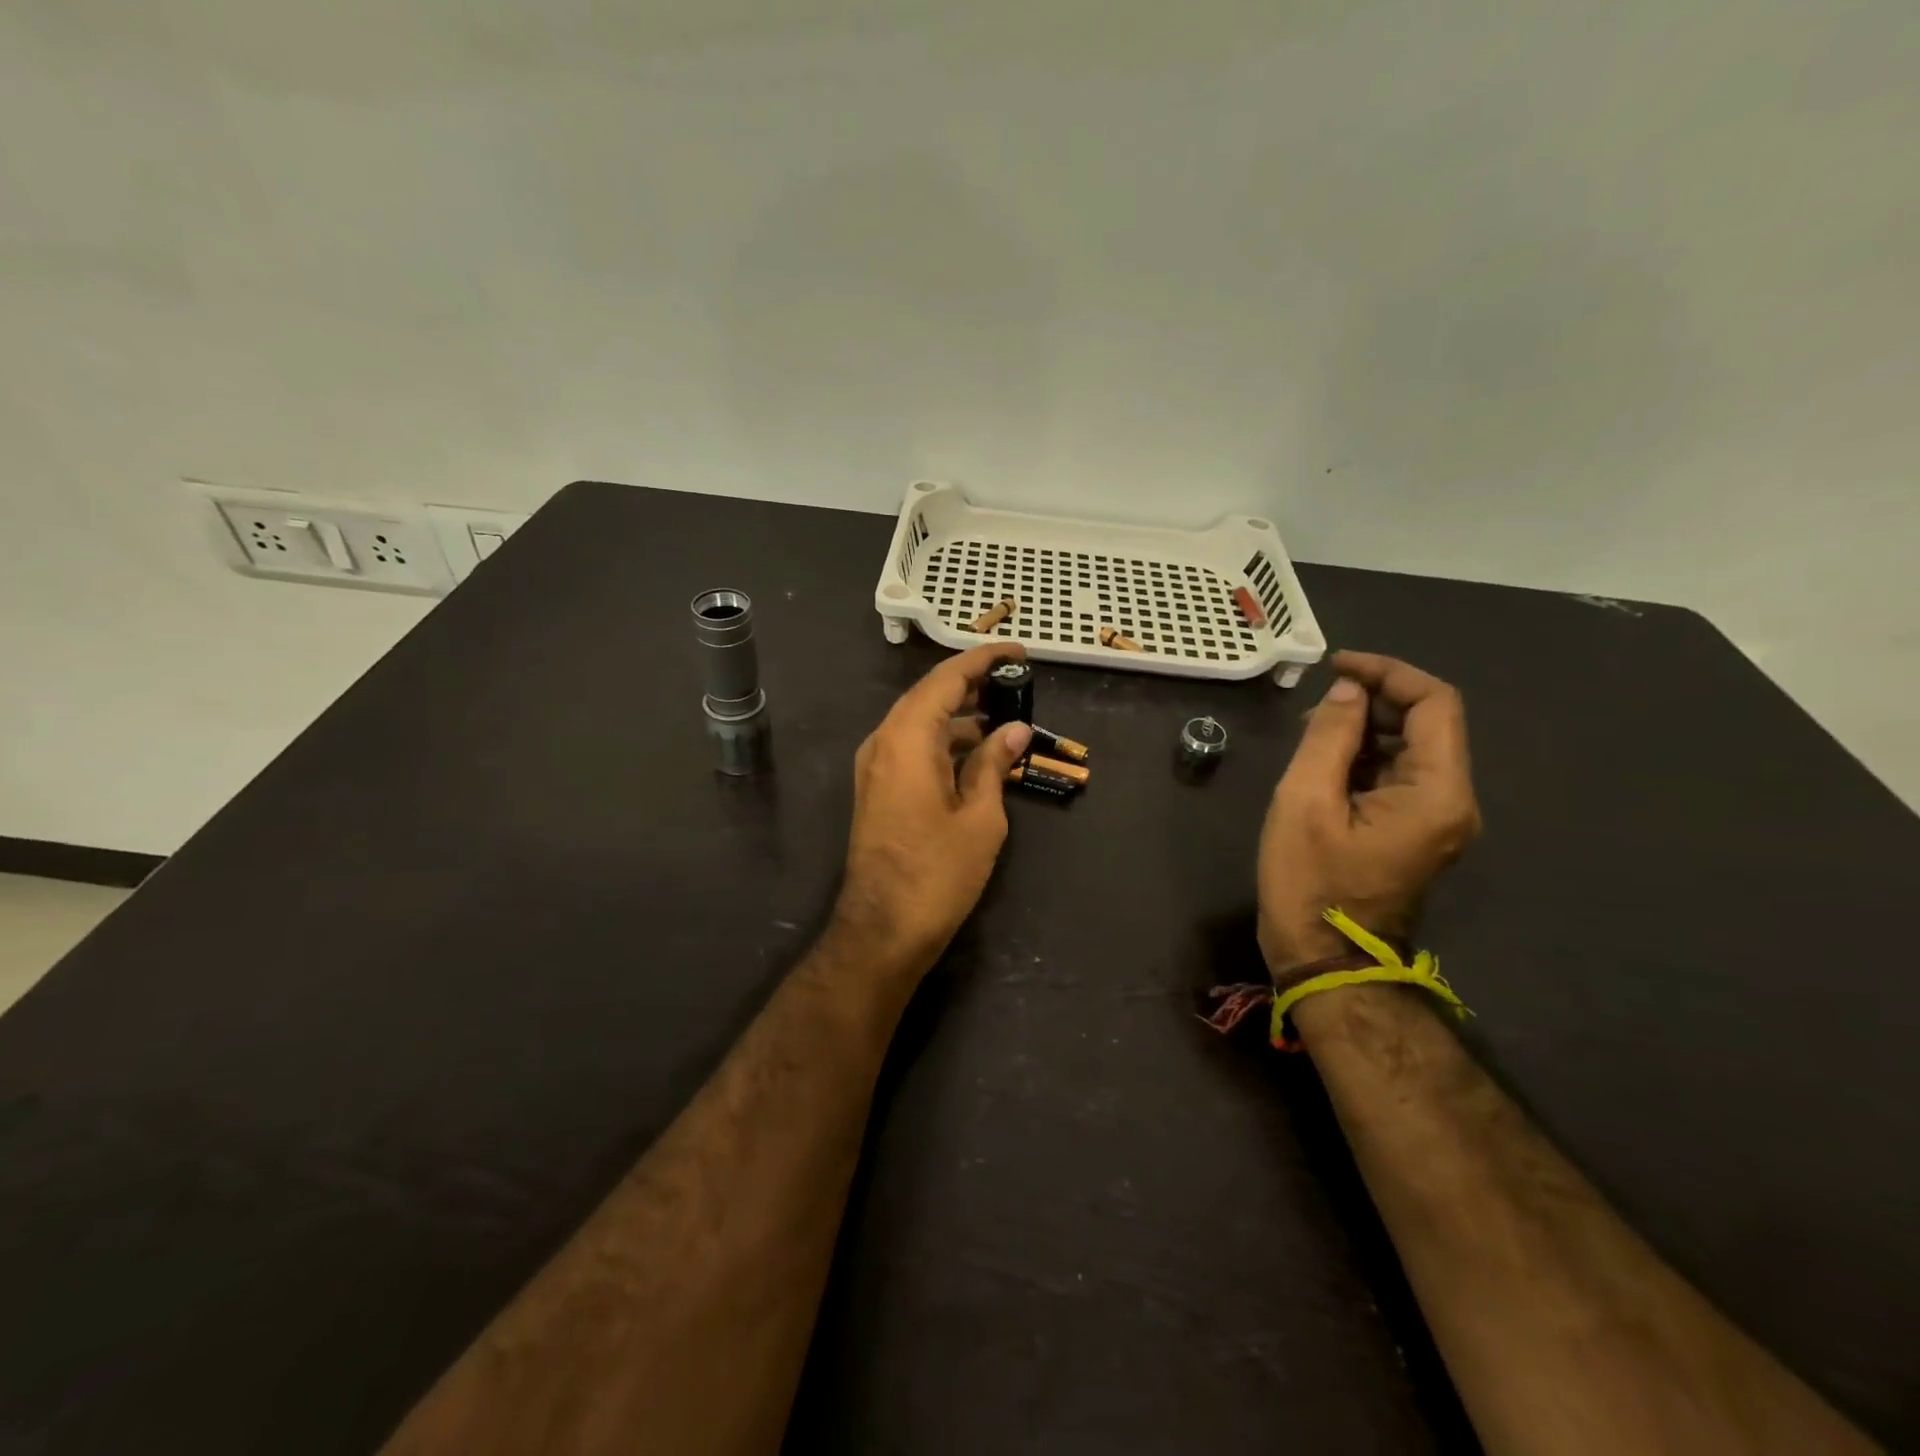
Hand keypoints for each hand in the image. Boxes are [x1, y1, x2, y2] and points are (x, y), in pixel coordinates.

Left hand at [833, 644, 1034, 973]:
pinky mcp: (877, 789)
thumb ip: (993, 764)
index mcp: (906, 738)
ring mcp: (875, 766)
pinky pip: (912, 747)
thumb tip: (1014, 729)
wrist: (883, 928)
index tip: (1018, 652)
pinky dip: (943, 741)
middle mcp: (883, 742)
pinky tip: (976, 753)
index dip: (983, 660)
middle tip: (1015, 683)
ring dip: (959, 716)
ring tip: (1004, 717)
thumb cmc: (938, 873)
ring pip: (919, 722)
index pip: (946, 679)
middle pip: (929, 696)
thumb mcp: (979, 817)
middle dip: (972, 685)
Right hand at [1257, 651, 1481, 973]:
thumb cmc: (1311, 883)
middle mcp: (1453, 802)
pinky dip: (1365, 759)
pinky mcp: (1417, 833)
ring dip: (1365, 730)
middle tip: (1314, 705)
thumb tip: (1346, 692)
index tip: (1336, 666)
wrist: (1326, 962)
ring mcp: (1439, 821)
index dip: (1388, 673)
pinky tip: (1323, 765)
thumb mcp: (1305, 802)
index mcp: (1438, 793)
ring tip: (1310, 735)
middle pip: (1428, 724)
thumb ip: (1328, 737)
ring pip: (1411, 750)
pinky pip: (1399, 778)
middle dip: (1373, 701)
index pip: (1435, 704)